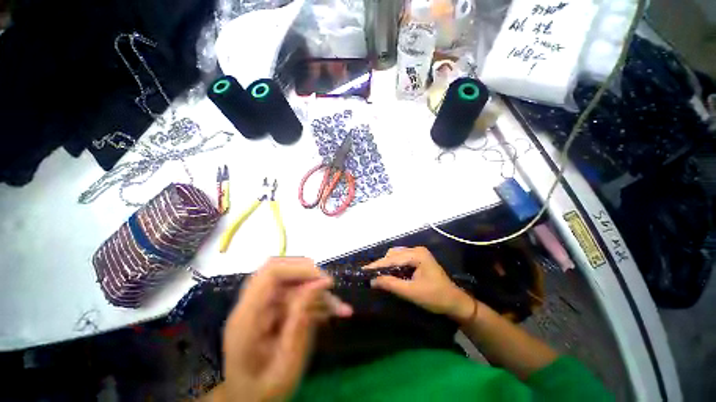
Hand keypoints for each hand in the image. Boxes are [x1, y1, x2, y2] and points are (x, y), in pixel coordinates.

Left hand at [221, 257, 352, 401]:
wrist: (247, 401)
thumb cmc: (263, 392)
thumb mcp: (286, 367)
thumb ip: (300, 324)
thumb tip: (318, 284)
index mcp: (247, 318)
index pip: (270, 273)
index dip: (300, 269)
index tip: (325, 281)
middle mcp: (252, 304)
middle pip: (280, 269)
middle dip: (309, 275)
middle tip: (331, 289)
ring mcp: (261, 305)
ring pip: (292, 281)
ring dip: (317, 290)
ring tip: (339, 308)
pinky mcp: (271, 308)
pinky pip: (295, 294)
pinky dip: (315, 299)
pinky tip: (331, 312)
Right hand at [364, 247, 475, 322]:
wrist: (455, 302)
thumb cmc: (435, 297)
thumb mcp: (411, 292)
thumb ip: (391, 284)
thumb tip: (372, 280)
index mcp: (417, 254)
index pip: (392, 258)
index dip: (377, 265)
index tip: (363, 270)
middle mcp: (417, 250)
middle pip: (393, 254)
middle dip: (382, 265)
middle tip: (371, 276)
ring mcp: (418, 253)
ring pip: (396, 256)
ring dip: (387, 265)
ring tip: (379, 276)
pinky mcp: (418, 259)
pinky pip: (401, 259)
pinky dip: (393, 266)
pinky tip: (389, 274)